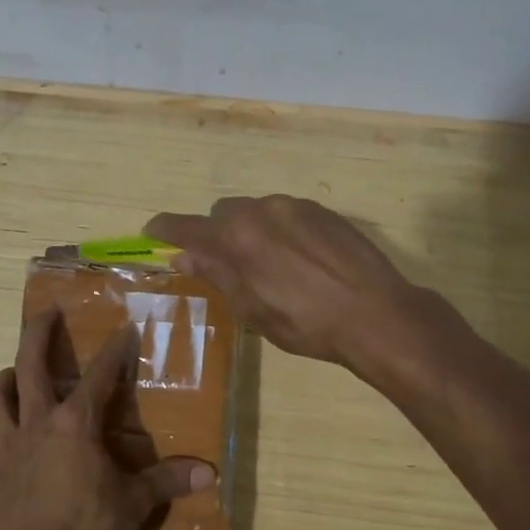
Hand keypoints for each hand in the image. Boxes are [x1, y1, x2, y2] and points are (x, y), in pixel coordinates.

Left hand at [0, 308, 215, 529]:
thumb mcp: (134, 504)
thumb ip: (167, 482)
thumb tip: (209, 473)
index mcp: (76, 423)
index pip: (100, 375)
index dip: (114, 350)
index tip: (124, 328)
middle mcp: (38, 423)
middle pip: (29, 363)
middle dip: (37, 332)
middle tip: (46, 312)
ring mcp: (10, 447)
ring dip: (5, 380)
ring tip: (15, 373)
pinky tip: (5, 441)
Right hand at [145, 195, 419, 368]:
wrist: (377, 314)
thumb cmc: (307, 324)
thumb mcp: (252, 309)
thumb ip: (217, 275)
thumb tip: (184, 256)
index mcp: (236, 239)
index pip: (186, 226)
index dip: (165, 229)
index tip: (153, 232)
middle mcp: (261, 211)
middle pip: (221, 213)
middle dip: (216, 234)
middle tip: (226, 264)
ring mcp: (295, 206)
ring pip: (255, 210)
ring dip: (249, 230)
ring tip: (270, 265)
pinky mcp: (323, 210)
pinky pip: (285, 212)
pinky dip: (279, 229)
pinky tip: (299, 259)